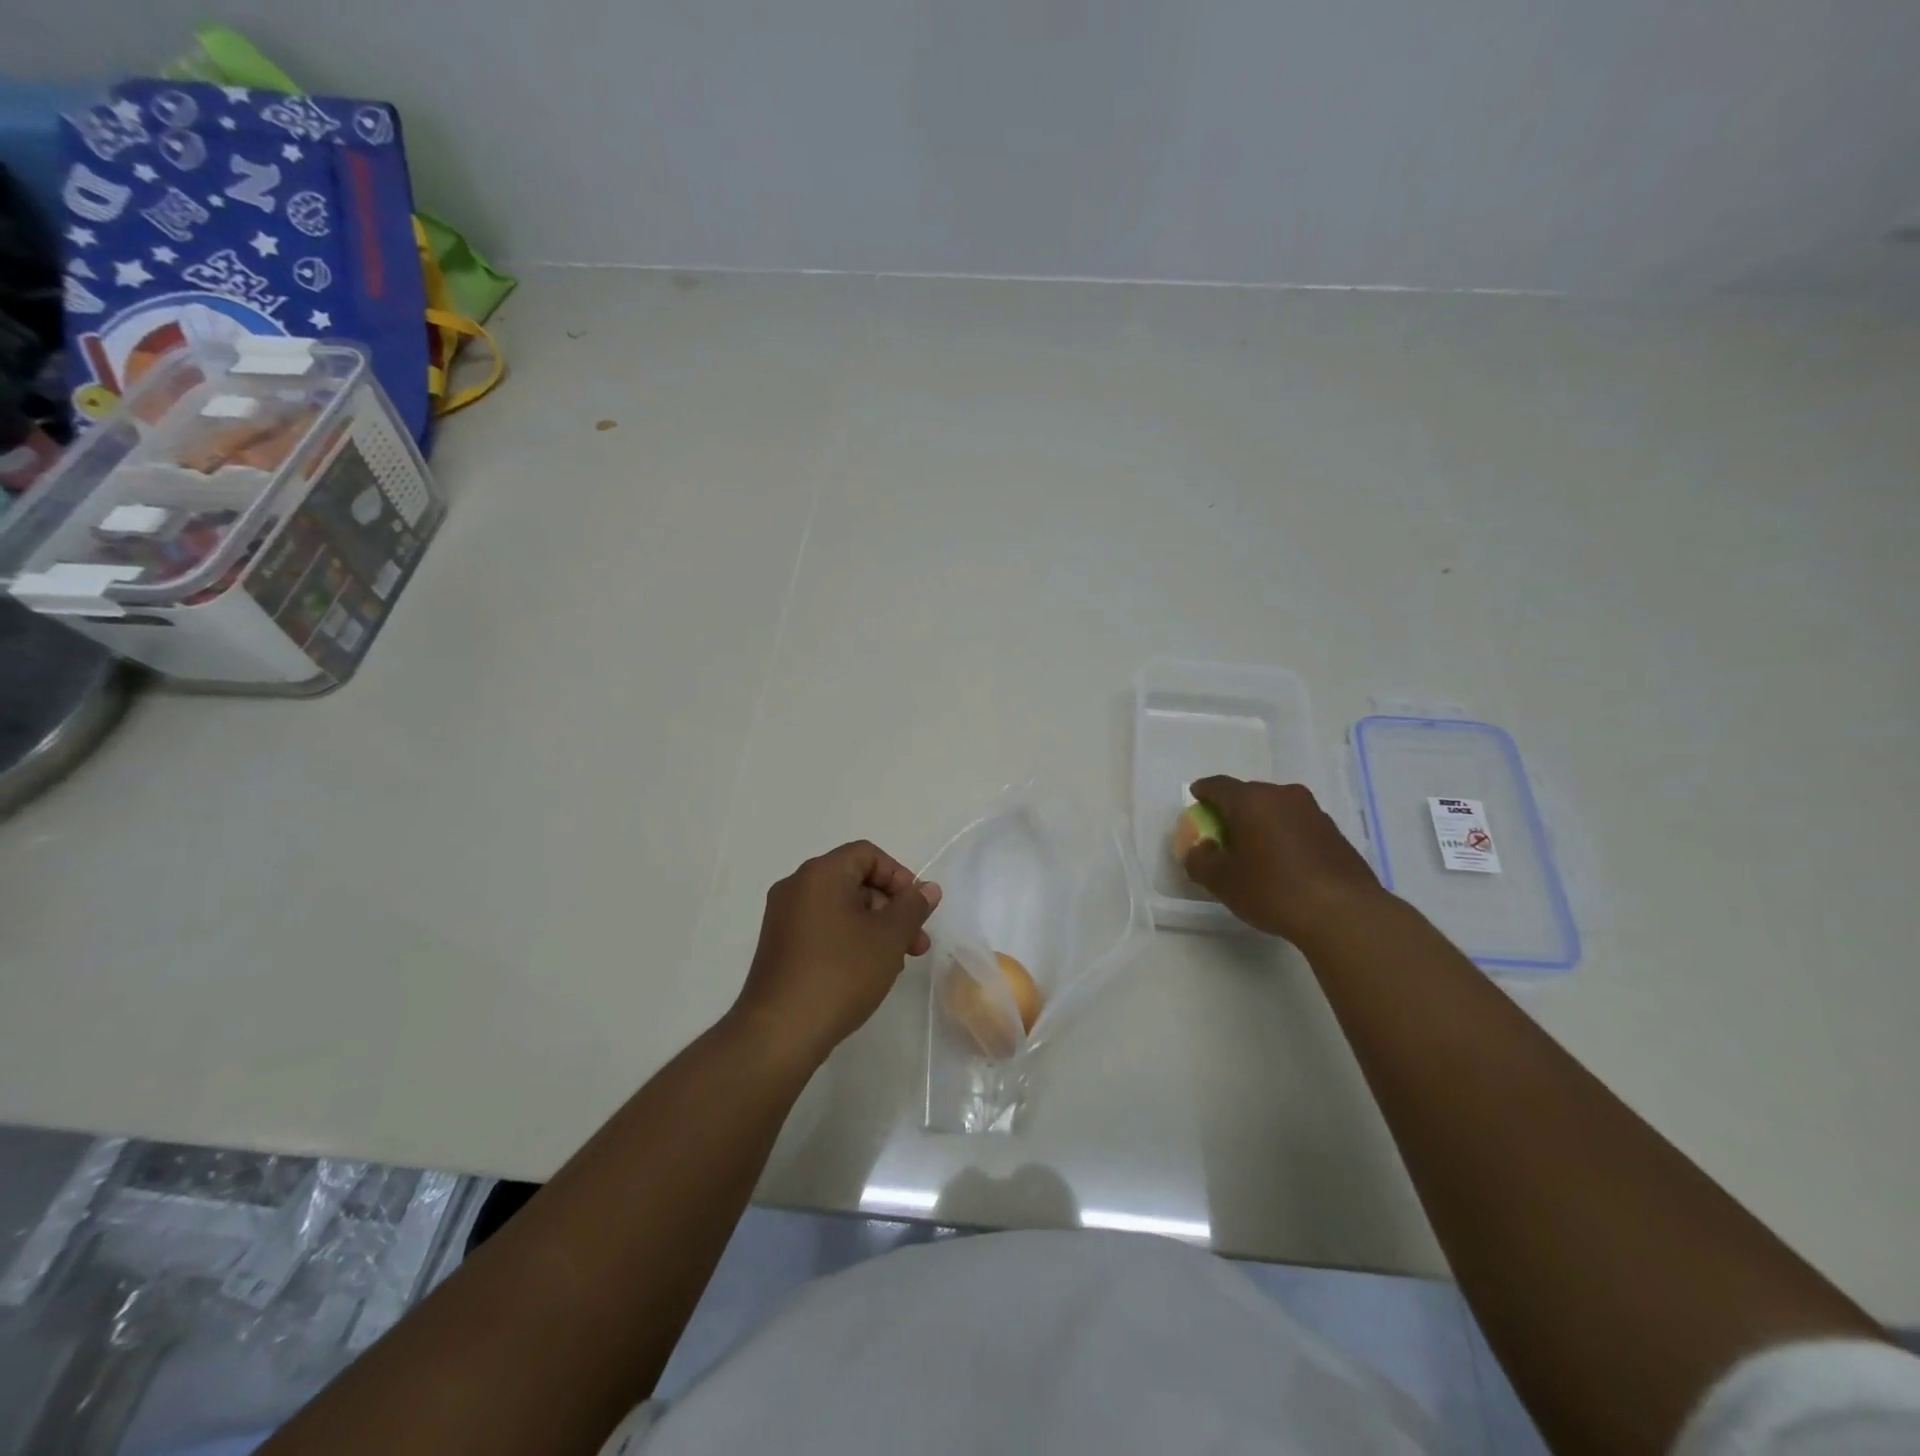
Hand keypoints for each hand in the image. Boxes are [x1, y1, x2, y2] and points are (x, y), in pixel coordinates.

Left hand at [731, 841, 941, 1069]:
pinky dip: (850, 940)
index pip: (868, 854)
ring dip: (874, 927)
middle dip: (891, 908)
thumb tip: (927, 888)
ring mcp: (783, 918)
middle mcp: (796, 887)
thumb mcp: (889, 937)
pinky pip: (823, 928)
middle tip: (916, 943)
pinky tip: (867, 972)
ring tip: (896, 963)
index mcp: (820, 874)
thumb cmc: (840, 973)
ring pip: (841, 908)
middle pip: (855, 880)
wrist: (780, 1033)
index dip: (899, 876)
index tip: (916, 909)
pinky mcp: (780, 946)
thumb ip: (913, 907)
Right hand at [1183, 777, 1385, 943]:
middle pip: (1249, 795)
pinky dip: (1284, 836)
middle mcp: (1283, 796)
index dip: (1203, 791)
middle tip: (1221, 831)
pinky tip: (1283, 862)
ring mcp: (1313, 812)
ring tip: (1253, 849)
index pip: (1219, 786)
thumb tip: (1198, 850)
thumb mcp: (1222, 881)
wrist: (1344, 913)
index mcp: (1251, 800)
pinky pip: (1297, 826)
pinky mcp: (1334, 833)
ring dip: (1261, 823)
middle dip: (1232, 810)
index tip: (1195, 798)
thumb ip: (1199, 860)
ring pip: (1276, 809)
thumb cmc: (1273, 889)